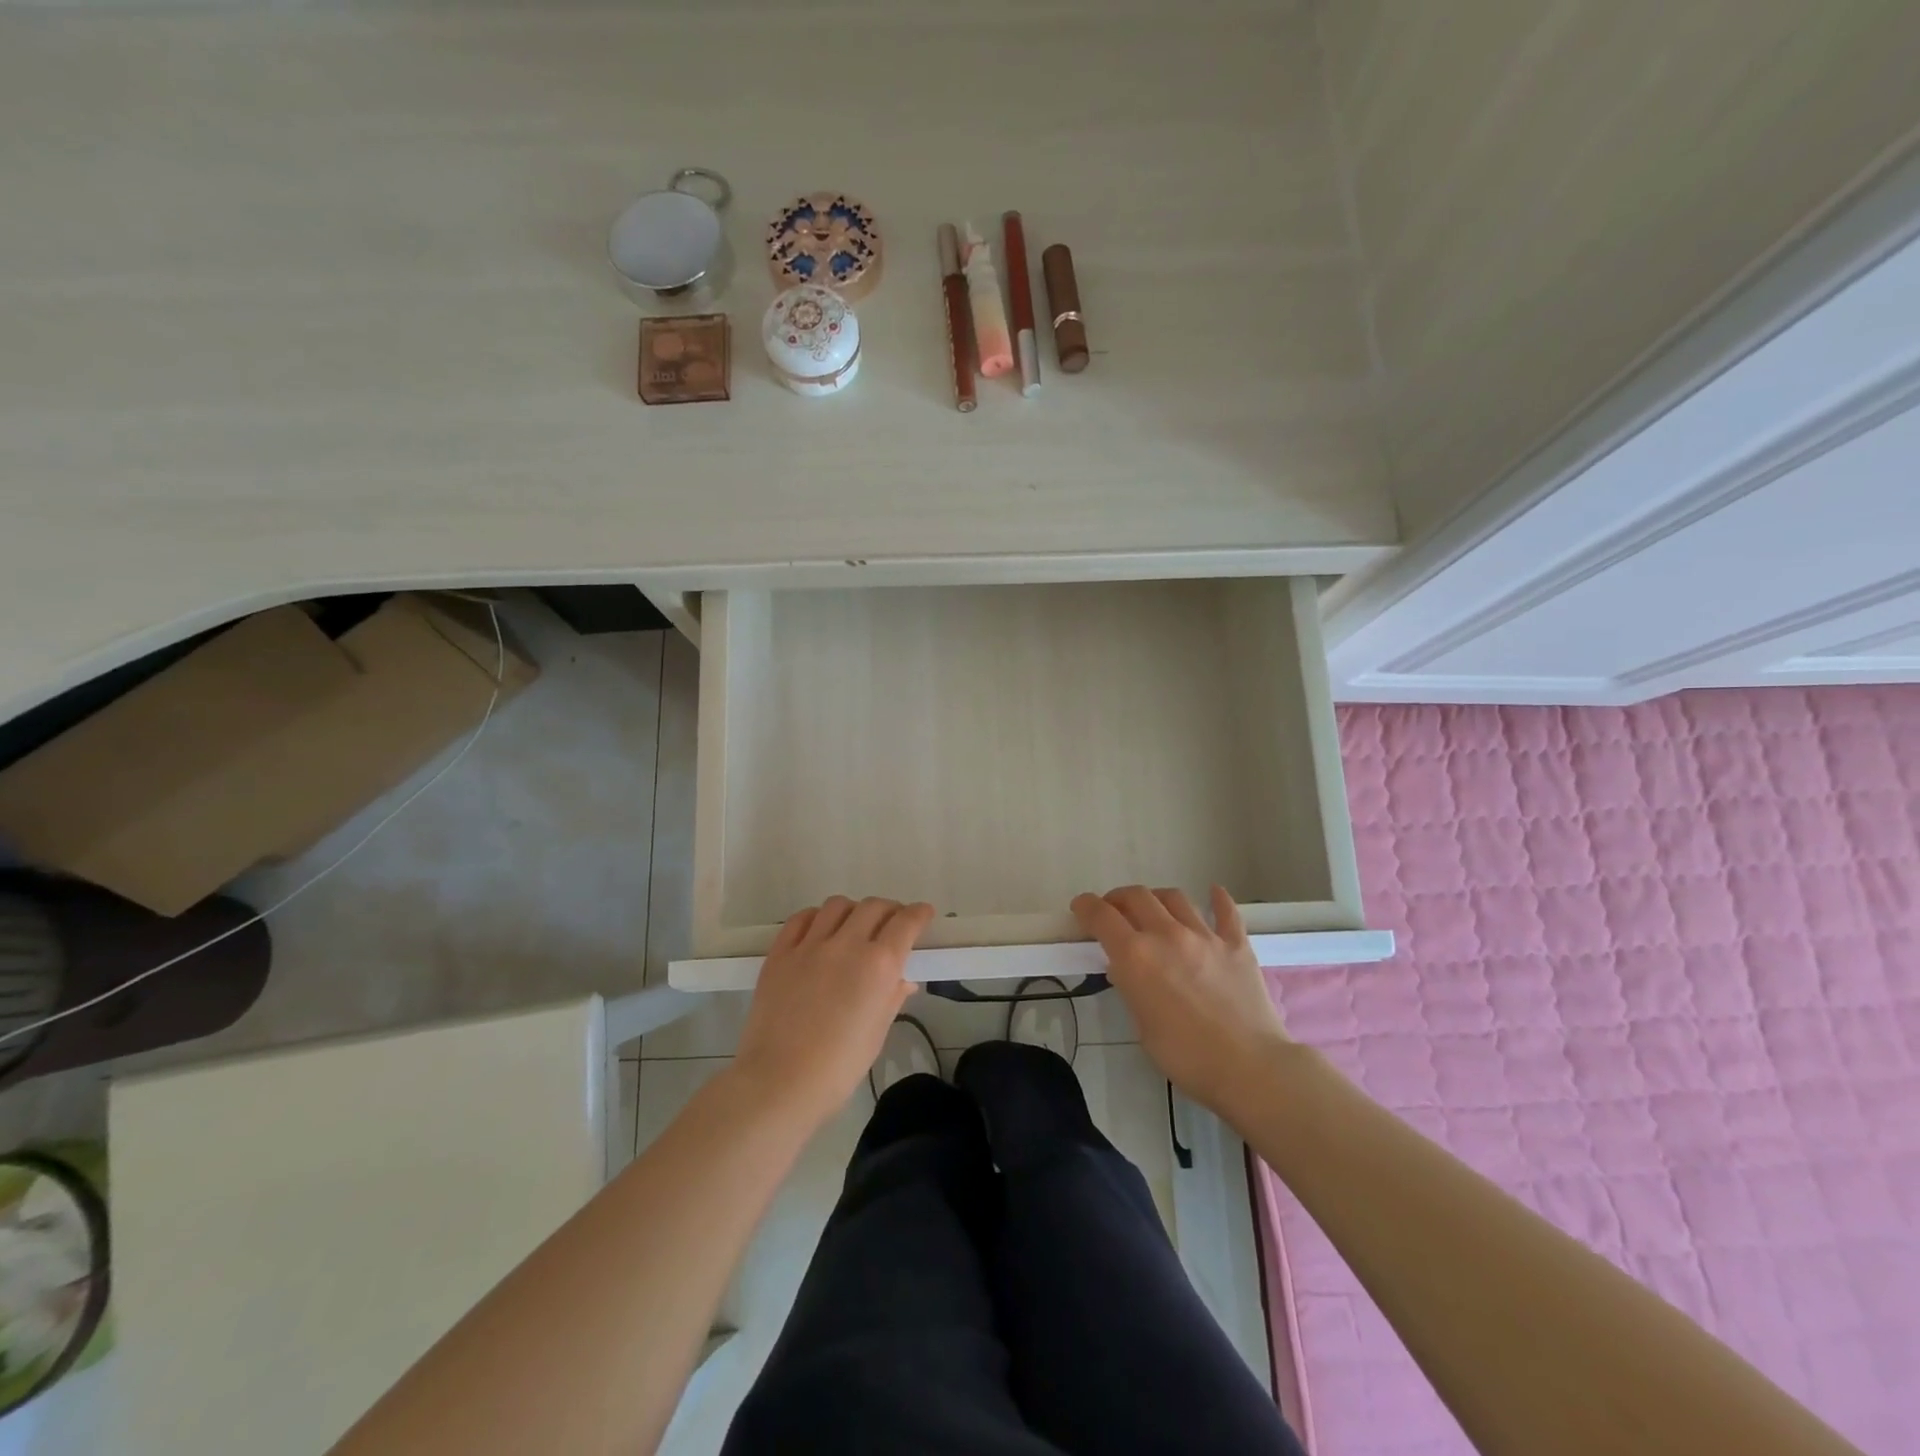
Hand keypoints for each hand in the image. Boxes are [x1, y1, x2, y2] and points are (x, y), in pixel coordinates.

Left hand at [731, 896, 935, 1128]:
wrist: (779, 1082)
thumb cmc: (838, 1067)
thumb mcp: (877, 1033)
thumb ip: (892, 997)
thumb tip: (903, 980)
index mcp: (879, 965)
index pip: (906, 923)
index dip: (919, 914)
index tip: (924, 914)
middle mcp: (847, 944)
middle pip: (874, 907)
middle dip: (890, 910)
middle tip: (892, 924)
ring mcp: (810, 945)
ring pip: (837, 905)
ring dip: (853, 911)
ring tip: (854, 926)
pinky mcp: (780, 953)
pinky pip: (801, 919)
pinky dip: (817, 918)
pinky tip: (819, 931)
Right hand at [1072, 885, 1290, 1114]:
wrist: (1249, 1067)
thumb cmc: (1186, 1056)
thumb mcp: (1142, 1026)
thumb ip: (1131, 988)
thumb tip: (1126, 969)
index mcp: (1136, 956)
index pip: (1101, 916)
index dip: (1086, 906)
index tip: (1080, 907)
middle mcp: (1167, 934)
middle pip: (1136, 897)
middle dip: (1119, 899)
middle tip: (1114, 910)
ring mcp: (1205, 936)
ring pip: (1175, 897)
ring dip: (1156, 898)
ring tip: (1154, 908)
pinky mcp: (1237, 944)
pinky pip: (1226, 911)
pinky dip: (1217, 899)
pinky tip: (1213, 892)